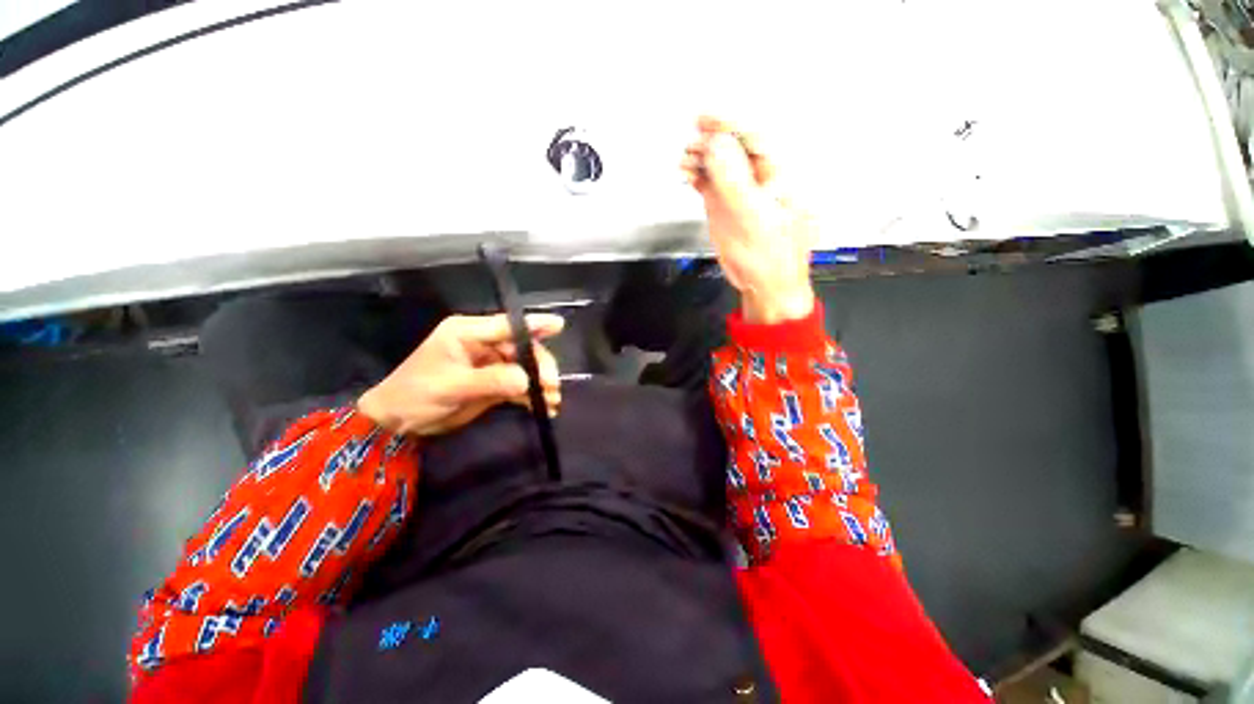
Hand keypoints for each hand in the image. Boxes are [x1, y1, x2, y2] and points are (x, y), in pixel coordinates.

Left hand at [357, 313, 563, 436]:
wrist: (398, 423)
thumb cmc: (416, 394)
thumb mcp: (451, 386)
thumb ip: (491, 380)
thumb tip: (527, 380)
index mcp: (468, 333)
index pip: (506, 325)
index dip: (534, 324)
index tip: (560, 325)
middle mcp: (483, 344)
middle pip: (521, 348)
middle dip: (540, 365)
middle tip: (552, 385)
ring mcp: (490, 365)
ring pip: (524, 368)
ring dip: (540, 383)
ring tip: (553, 400)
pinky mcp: (494, 383)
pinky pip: (519, 385)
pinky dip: (532, 396)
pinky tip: (545, 407)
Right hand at [681, 116, 815, 323]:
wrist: (764, 283)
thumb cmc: (770, 255)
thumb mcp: (754, 218)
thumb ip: (736, 181)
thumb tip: (718, 145)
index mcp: (776, 174)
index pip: (753, 138)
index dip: (729, 124)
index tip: (704, 118)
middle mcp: (757, 176)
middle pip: (732, 146)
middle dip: (711, 140)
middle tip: (691, 143)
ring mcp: (738, 190)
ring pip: (718, 163)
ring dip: (699, 158)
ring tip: (684, 161)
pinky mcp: (724, 205)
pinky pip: (708, 181)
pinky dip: (695, 175)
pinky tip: (685, 174)